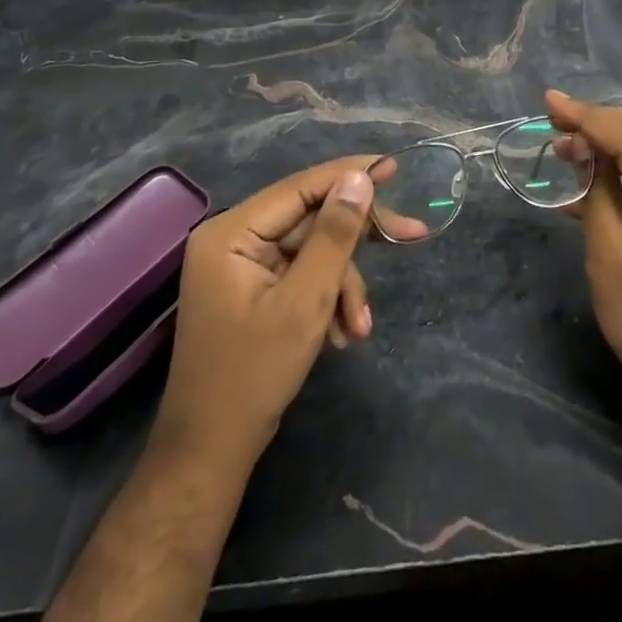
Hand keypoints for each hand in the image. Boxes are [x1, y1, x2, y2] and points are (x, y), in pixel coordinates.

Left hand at [154, 155, 382, 465]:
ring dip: (343, 285)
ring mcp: (244, 266)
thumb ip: (334, 234)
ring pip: (313, 251)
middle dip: (354, 245)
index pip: (301, 186)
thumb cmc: (253, 374)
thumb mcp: (305, 301)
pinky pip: (302, 275)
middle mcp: (235, 238)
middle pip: (311, 219)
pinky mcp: (255, 290)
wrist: (210, 454)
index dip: (350, 174)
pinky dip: (327, 299)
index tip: (394, 167)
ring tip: (358, 328)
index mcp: (232, 232)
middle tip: (411, 236)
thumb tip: (359, 178)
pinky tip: (341, 334)